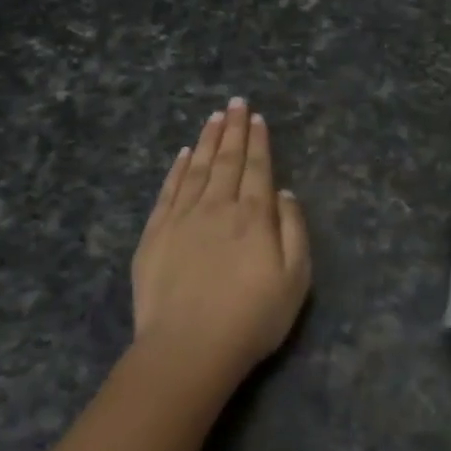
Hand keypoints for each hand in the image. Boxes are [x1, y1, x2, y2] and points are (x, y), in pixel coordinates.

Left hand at [131, 99, 311, 382]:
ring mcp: (182, 217)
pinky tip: (183, 153)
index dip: (258, 141)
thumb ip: (293, 229)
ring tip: (214, 117)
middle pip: (227, 160)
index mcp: (254, 215)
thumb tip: (283, 192)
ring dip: (208, 140)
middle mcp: (218, 206)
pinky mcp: (155, 234)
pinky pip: (169, 190)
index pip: (257, 167)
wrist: (188, 348)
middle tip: (235, 102)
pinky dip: (177, 168)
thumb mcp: (295, 278)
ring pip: (198, 168)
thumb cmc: (252, 317)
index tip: (256, 117)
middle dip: (233, 129)